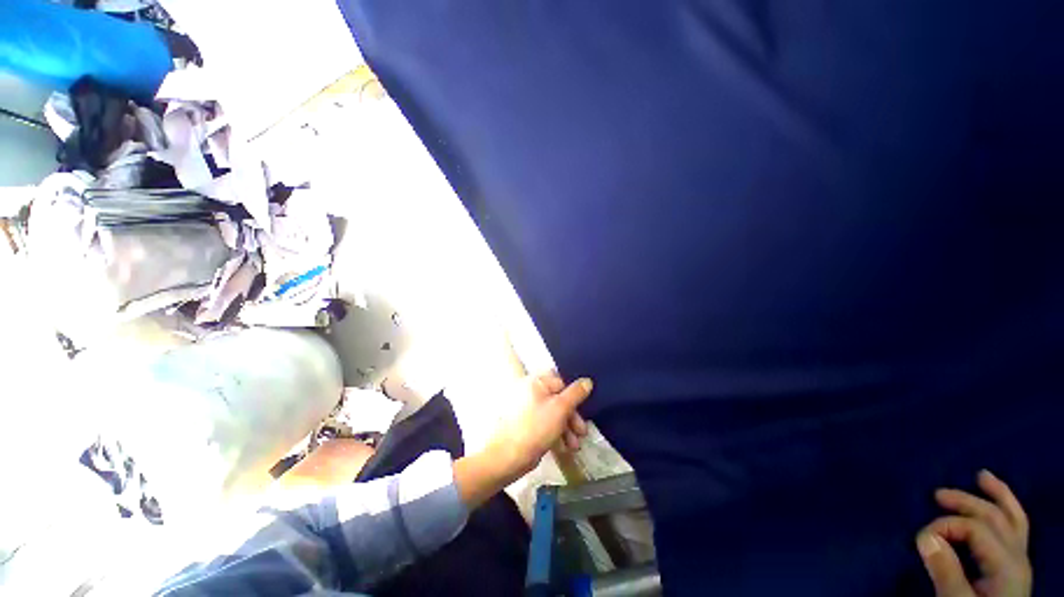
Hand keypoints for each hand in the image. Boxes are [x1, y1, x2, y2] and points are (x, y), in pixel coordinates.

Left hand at [490, 372, 592, 475]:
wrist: (508, 457)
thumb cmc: (536, 427)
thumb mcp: (560, 408)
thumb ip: (576, 394)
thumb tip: (587, 381)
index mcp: (537, 382)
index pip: (562, 382)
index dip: (575, 396)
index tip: (586, 409)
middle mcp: (532, 392)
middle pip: (559, 400)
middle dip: (573, 417)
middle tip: (582, 432)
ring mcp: (529, 409)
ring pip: (555, 414)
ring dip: (568, 429)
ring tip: (575, 445)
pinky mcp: (529, 425)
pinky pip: (547, 424)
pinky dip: (557, 434)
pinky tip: (565, 448)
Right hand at [916, 470, 1031, 596]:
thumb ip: (946, 571)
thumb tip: (925, 536)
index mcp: (1007, 563)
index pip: (975, 528)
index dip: (945, 526)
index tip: (918, 539)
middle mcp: (1018, 555)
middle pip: (995, 517)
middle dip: (967, 501)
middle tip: (936, 493)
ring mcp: (1020, 559)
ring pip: (1013, 518)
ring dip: (996, 495)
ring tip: (981, 476)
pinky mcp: (1015, 566)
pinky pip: (1016, 528)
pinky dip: (1007, 508)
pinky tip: (999, 500)